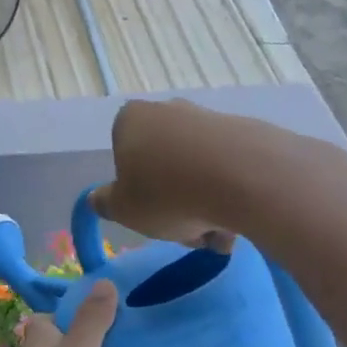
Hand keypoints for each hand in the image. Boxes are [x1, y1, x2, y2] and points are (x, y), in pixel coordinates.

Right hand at [88, 99, 239, 252]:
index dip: (134, 189)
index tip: (149, 214)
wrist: (247, 178)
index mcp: (131, 120)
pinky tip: (240, 221)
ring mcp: (211, 119)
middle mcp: (170, 110)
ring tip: (218, 236)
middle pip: (163, 164)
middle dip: (174, 201)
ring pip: (198, 171)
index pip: (123, 154)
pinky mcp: (248, 132)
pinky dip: (231, 195)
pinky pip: (230, 170)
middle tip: (186, 232)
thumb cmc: (167, 193)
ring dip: (204, 205)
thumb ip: (105, 203)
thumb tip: (98, 198)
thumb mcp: (122, 210)